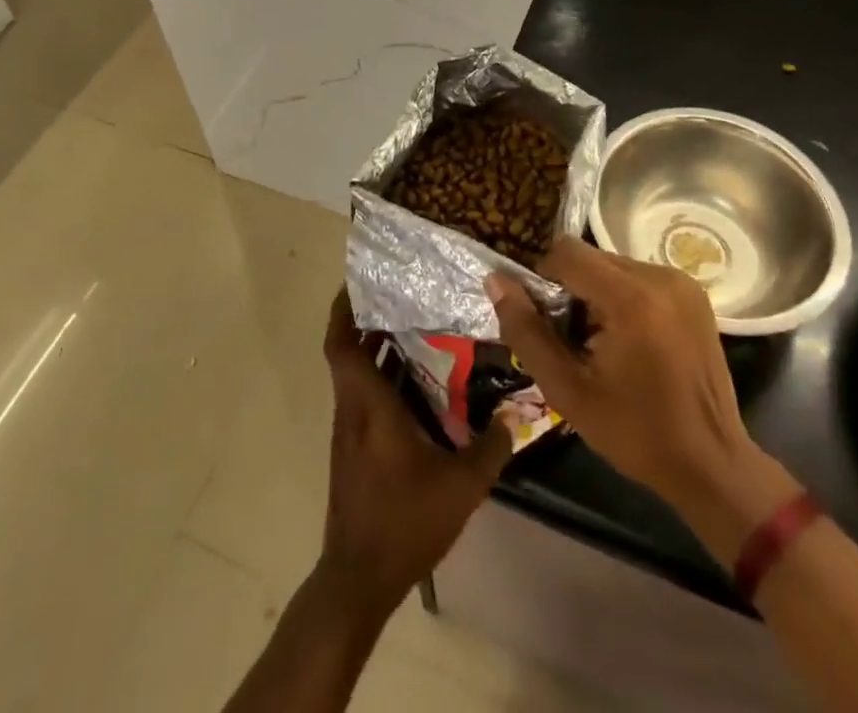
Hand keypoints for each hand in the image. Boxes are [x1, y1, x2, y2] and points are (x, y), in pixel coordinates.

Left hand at [315, 291, 512, 621]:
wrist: (359, 577)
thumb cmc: (404, 521)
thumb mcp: (460, 486)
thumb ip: (490, 448)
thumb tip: (515, 414)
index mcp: (368, 404)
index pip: (341, 343)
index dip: (344, 308)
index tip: (361, 281)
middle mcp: (353, 409)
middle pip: (349, 351)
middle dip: (369, 319)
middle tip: (404, 296)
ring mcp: (350, 430)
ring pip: (357, 374)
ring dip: (378, 349)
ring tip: (417, 327)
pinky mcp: (355, 449)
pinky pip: (365, 396)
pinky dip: (383, 378)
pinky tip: (418, 384)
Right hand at [488, 239, 771, 523]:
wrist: (711, 464)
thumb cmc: (635, 432)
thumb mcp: (567, 389)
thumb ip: (525, 330)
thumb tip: (495, 280)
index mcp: (631, 298)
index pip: (566, 252)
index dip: (544, 279)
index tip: (549, 323)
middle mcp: (659, 276)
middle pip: (590, 258)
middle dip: (572, 291)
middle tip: (575, 342)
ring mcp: (681, 282)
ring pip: (612, 265)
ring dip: (596, 294)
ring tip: (604, 346)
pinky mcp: (694, 292)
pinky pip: (638, 277)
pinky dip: (622, 297)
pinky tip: (631, 341)